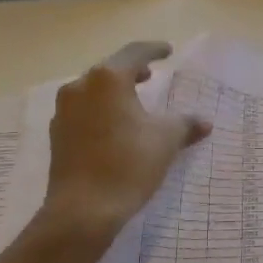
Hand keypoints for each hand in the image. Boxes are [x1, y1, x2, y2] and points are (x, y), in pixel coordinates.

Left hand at [40, 41, 210, 240]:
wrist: (82, 212)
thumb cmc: (127, 165)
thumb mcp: (165, 140)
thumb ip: (185, 124)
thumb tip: (205, 122)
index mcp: (108, 78)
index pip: (135, 53)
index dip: (154, 50)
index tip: (167, 51)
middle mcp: (81, 86)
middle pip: (110, 69)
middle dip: (132, 70)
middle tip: (151, 75)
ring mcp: (64, 110)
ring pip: (93, 90)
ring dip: (114, 91)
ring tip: (133, 100)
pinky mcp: (57, 134)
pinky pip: (83, 110)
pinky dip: (101, 110)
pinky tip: (114, 126)